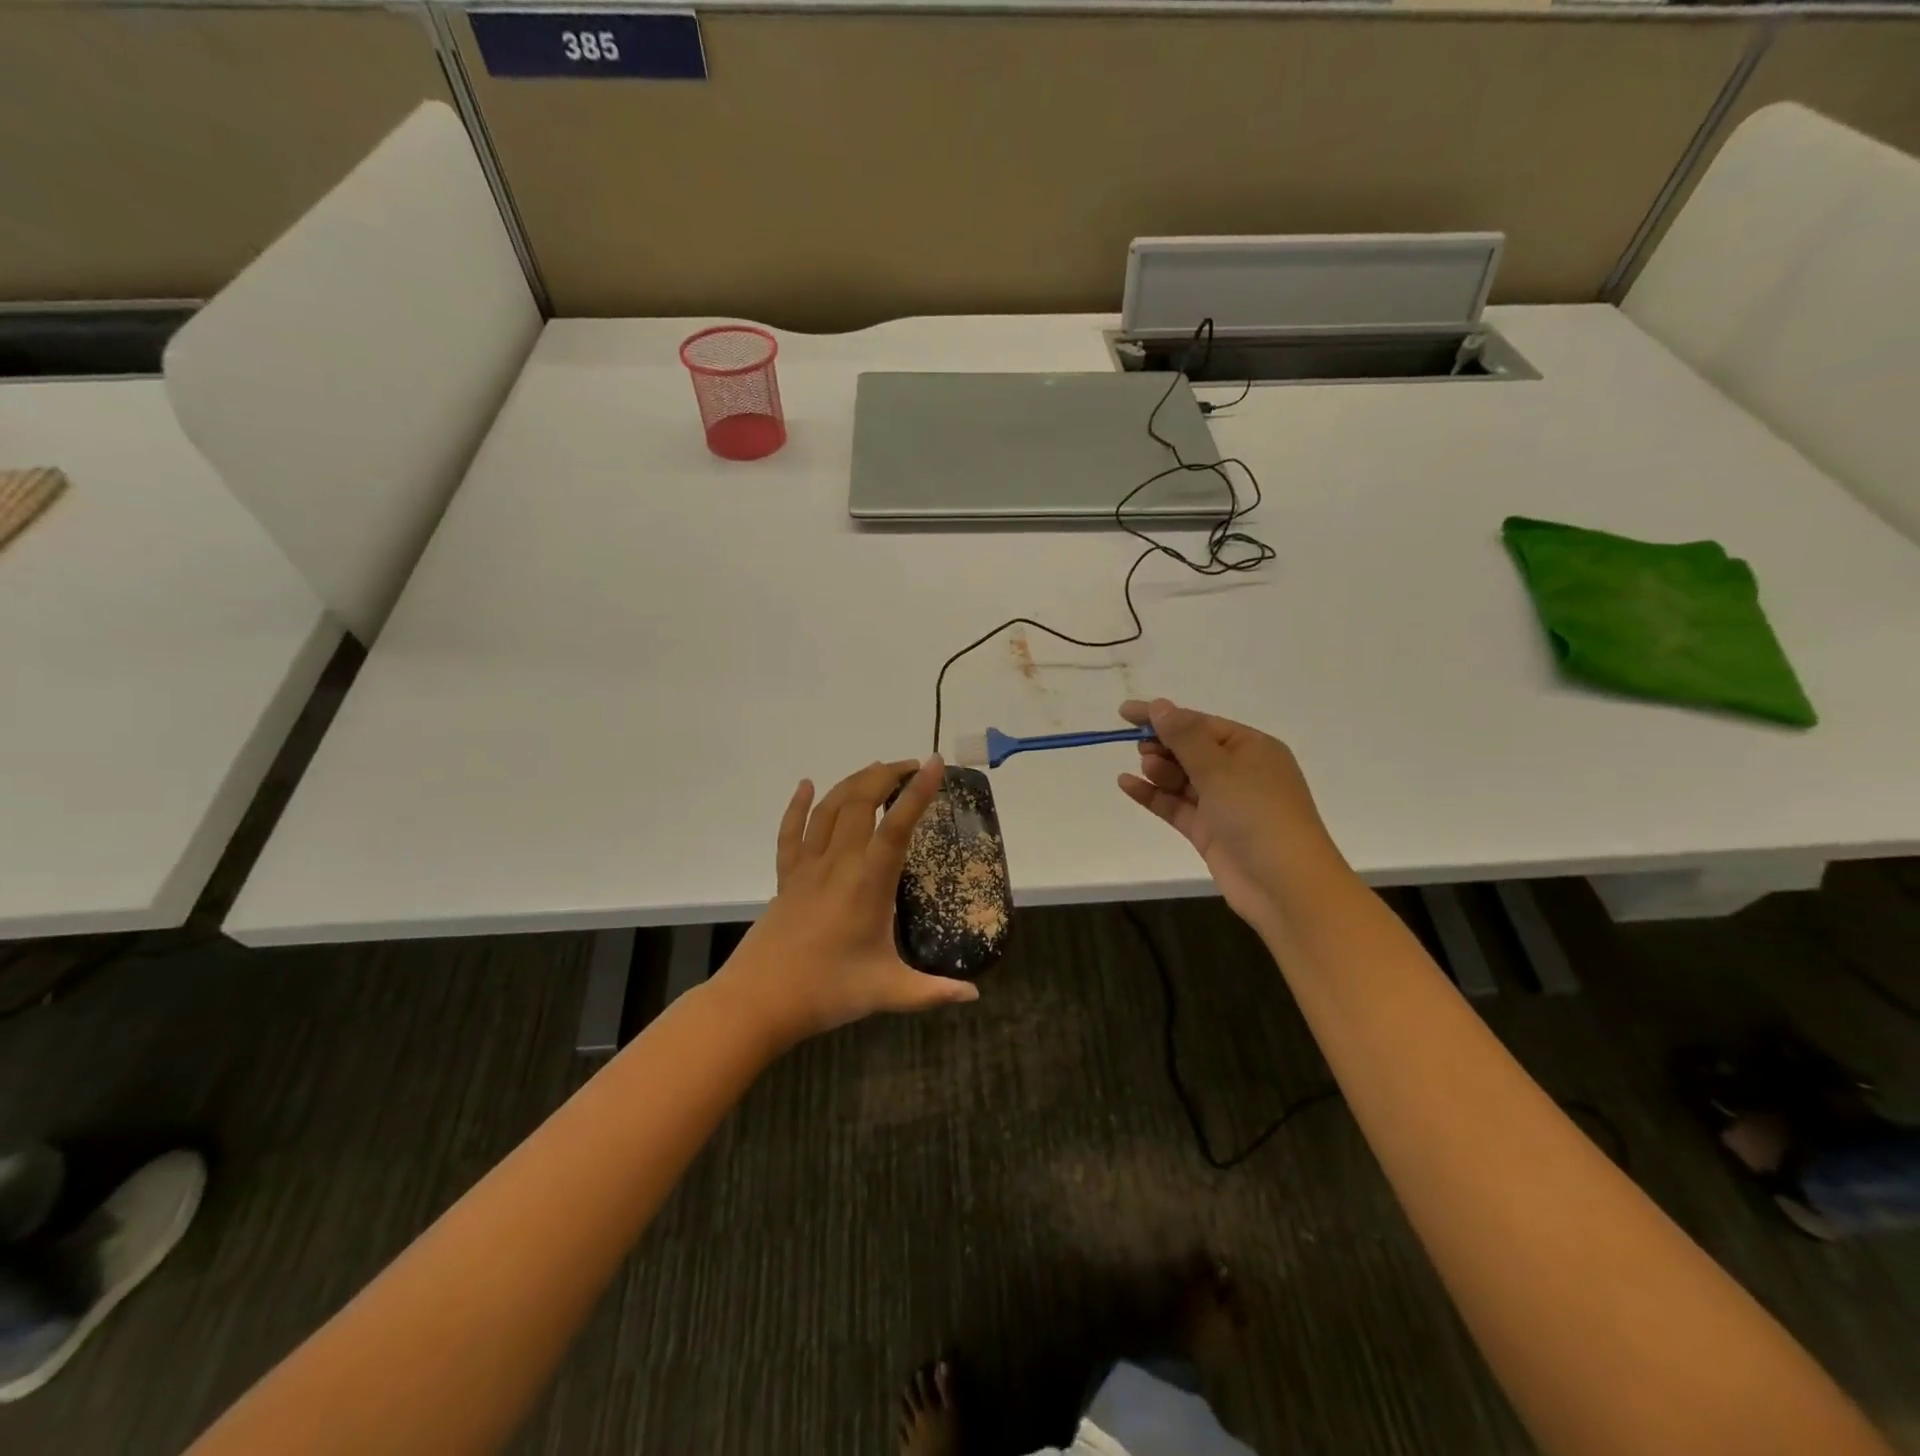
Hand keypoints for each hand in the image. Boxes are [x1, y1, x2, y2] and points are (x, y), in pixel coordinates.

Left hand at [720, 757, 980, 1045]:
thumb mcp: (889, 992)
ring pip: (829, 808)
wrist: (758, 1001)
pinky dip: (798, 804)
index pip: (897, 827)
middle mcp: (838, 863)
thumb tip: (973, 995)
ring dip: (853, 782)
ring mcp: (808, 867)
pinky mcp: (786, 877)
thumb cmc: (827, 992)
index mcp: (868, 883)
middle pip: (860, 802)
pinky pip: (791, 831)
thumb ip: (933, 991)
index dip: (918, 793)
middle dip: (887, 775)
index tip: (935, 764)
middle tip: (912, 768)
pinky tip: (806, 785)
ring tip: (877, 770)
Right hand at [1116, 698, 1342, 928]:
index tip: (1126, 714)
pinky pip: (1176, 805)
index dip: (1164, 716)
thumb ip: (1185, 736)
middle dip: (1164, 745)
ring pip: (1183, 778)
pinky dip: (1153, 795)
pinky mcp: (1210, 832)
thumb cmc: (1258, 815)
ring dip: (1161, 770)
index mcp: (1252, 748)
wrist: (1285, 886)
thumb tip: (1160, 706)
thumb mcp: (1219, 768)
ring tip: (1146, 769)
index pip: (1201, 723)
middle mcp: (1240, 772)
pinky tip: (1127, 785)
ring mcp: (1224, 804)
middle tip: (1140, 748)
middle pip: (1191, 749)